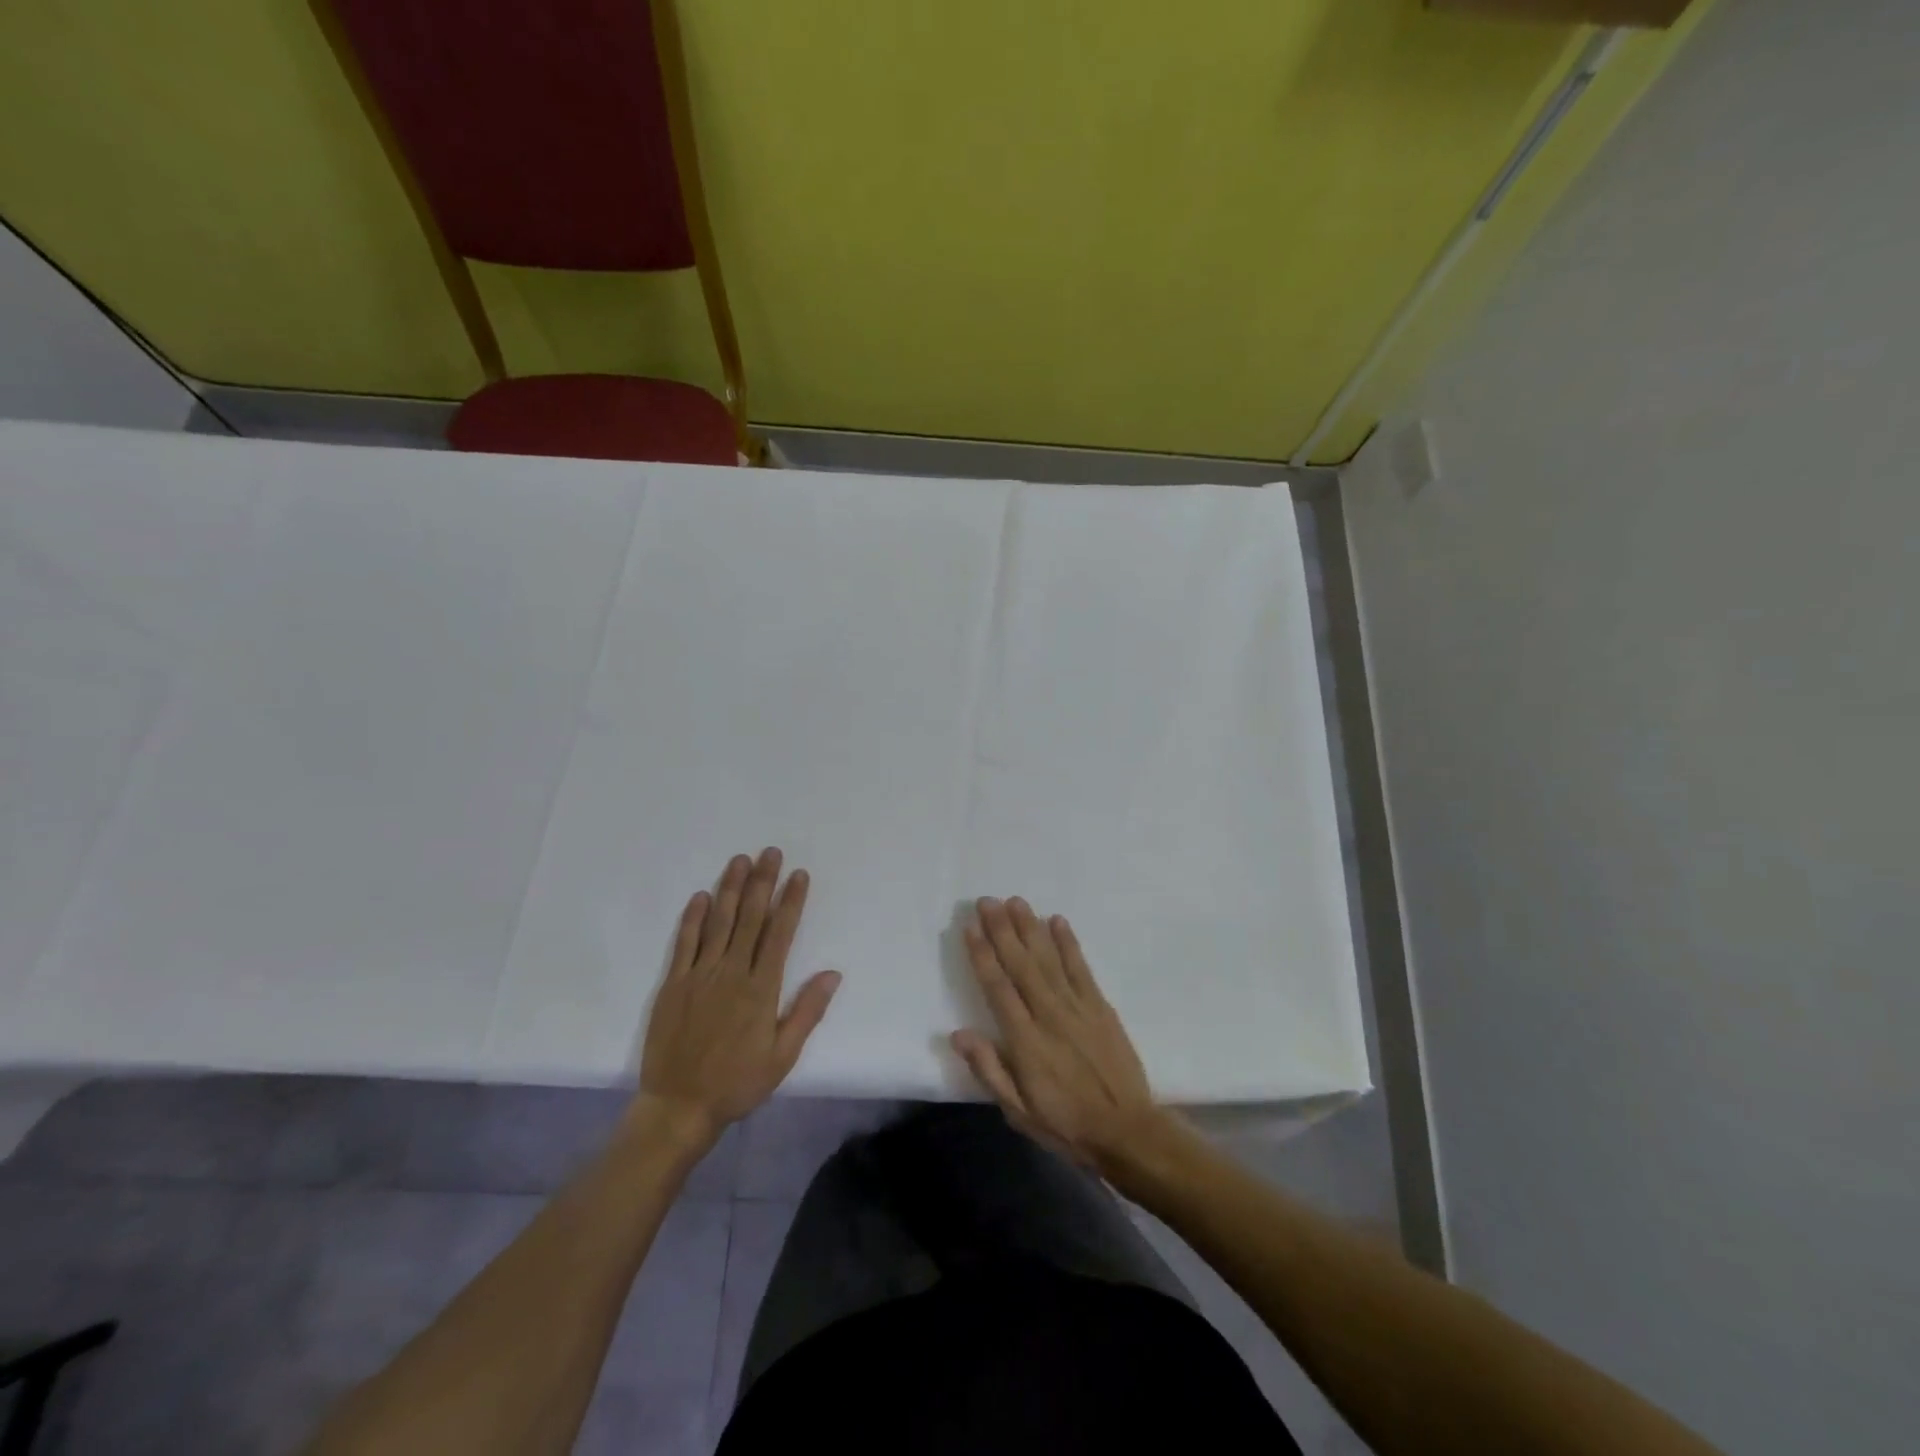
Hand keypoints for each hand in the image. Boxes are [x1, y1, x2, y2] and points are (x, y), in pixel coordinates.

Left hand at [639, 849, 839, 1146]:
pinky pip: (684, 943)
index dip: (790, 902)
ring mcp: (699, 975)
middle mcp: (732, 973)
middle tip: (770, 853)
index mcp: (761, 989)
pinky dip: (693, 917)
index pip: (780, 934)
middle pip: (750, 918)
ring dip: (730, 888)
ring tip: (739, 860)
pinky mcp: (673, 984)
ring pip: (718, 922)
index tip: (798, 875)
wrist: (679, 1106)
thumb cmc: (737, 1082)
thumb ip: (807, 1011)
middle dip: (762, 882)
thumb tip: (833, 973)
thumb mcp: (783, 1056)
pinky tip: (701, 895)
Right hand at [951, 896, 1165, 1170]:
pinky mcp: (1100, 1006)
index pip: (998, 987)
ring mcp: (1077, 1007)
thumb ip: (989, 1069)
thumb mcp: (1018, 1111)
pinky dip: (1069, 943)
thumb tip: (958, 1034)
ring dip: (1030, 928)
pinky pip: (1081, 968)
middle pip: (1021, 964)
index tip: (970, 927)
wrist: (1127, 1131)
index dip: (982, 955)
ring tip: (1016, 901)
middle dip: (1002, 930)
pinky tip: (1057, 921)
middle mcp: (1049, 1014)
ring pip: (1048, 959)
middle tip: (987, 901)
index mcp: (1025, 1040)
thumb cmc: (1065, 1124)